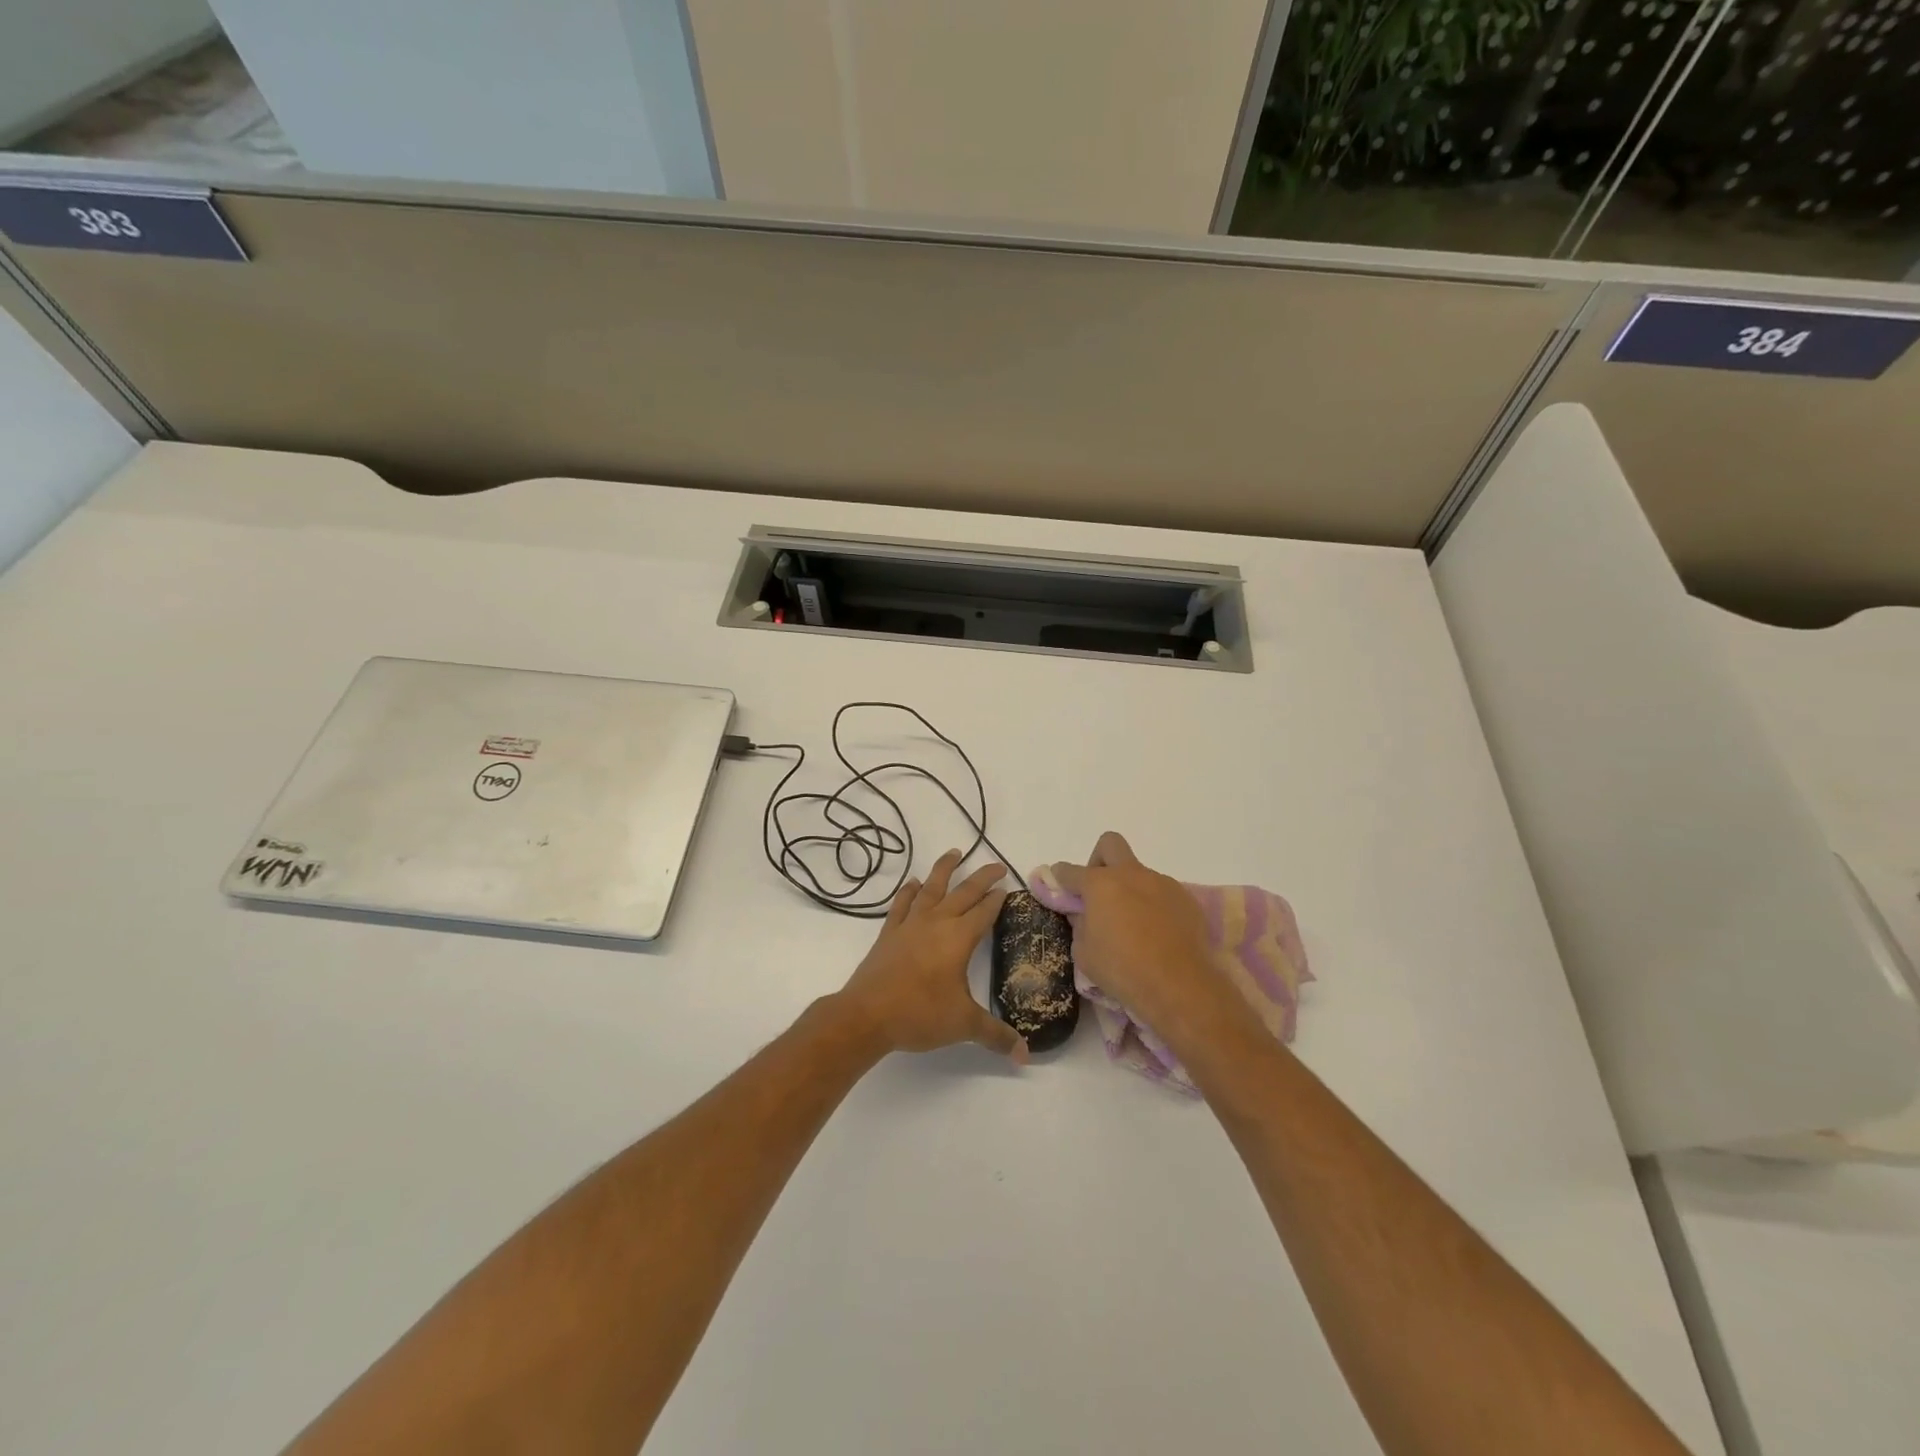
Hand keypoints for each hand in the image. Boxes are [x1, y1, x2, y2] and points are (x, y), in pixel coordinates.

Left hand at [833, 849, 1026, 1061]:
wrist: (867, 1014)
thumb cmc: (919, 1014)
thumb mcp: (964, 1025)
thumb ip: (996, 1036)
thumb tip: (1026, 1056)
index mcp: (959, 938)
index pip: (985, 912)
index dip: (998, 900)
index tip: (1008, 888)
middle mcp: (937, 923)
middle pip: (964, 892)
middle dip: (982, 878)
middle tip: (997, 866)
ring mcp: (910, 924)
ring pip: (932, 888)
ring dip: (944, 869)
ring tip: (955, 852)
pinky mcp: (890, 932)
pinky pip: (902, 904)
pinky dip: (909, 891)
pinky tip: (913, 883)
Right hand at [1047, 832, 1249, 1044]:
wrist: (1179, 986)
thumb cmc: (1123, 970)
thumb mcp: (1084, 953)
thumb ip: (1080, 925)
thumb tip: (1084, 914)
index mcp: (1100, 884)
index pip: (1069, 871)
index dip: (1059, 878)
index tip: (1058, 888)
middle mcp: (1131, 874)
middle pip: (1110, 844)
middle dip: (1099, 861)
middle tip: (1099, 892)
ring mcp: (1162, 883)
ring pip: (1139, 873)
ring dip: (1130, 890)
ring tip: (1133, 926)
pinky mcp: (1186, 899)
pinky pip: (1162, 894)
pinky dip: (1153, 906)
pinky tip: (1156, 935)